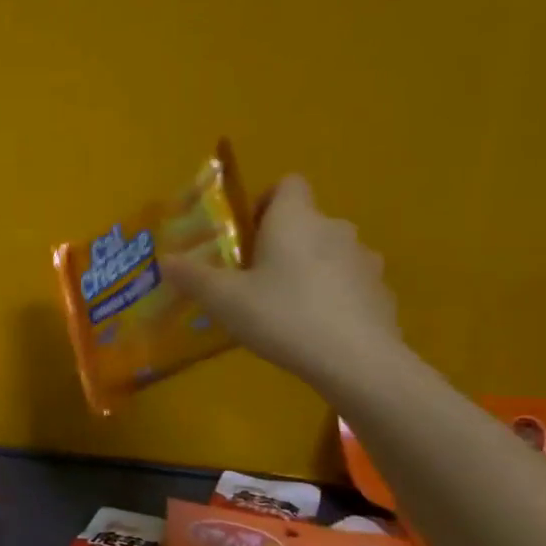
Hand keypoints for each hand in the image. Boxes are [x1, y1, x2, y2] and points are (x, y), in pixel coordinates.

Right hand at [161, 174, 401, 389]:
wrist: (356, 360)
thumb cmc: (282, 315)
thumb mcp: (223, 299)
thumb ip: (192, 276)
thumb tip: (165, 259)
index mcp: (295, 219)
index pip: (287, 184)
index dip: (264, 203)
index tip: (245, 235)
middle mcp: (334, 228)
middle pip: (305, 222)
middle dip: (280, 243)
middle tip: (253, 279)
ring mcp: (364, 260)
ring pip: (328, 253)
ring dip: (307, 269)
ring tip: (284, 307)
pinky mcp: (381, 292)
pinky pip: (348, 284)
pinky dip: (331, 296)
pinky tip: (315, 329)